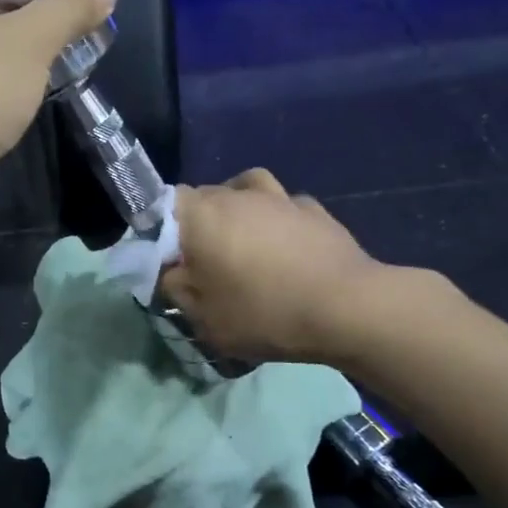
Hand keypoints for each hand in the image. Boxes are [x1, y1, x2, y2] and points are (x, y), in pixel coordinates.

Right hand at [161, 169, 412, 365]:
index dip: (160, 229)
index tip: (169, 259)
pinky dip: (276, 219)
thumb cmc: (265, 313)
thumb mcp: (205, 319)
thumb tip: (173, 272)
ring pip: (243, 189)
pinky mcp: (314, 209)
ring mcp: (278, 197)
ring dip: (237, 209)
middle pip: (202, 196)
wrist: (348, 308)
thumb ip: (177, 290)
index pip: (163, 204)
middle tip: (204, 261)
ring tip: (243, 240)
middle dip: (197, 223)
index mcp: (201, 216)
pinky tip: (284, 245)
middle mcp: (236, 195)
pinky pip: (282, 205)